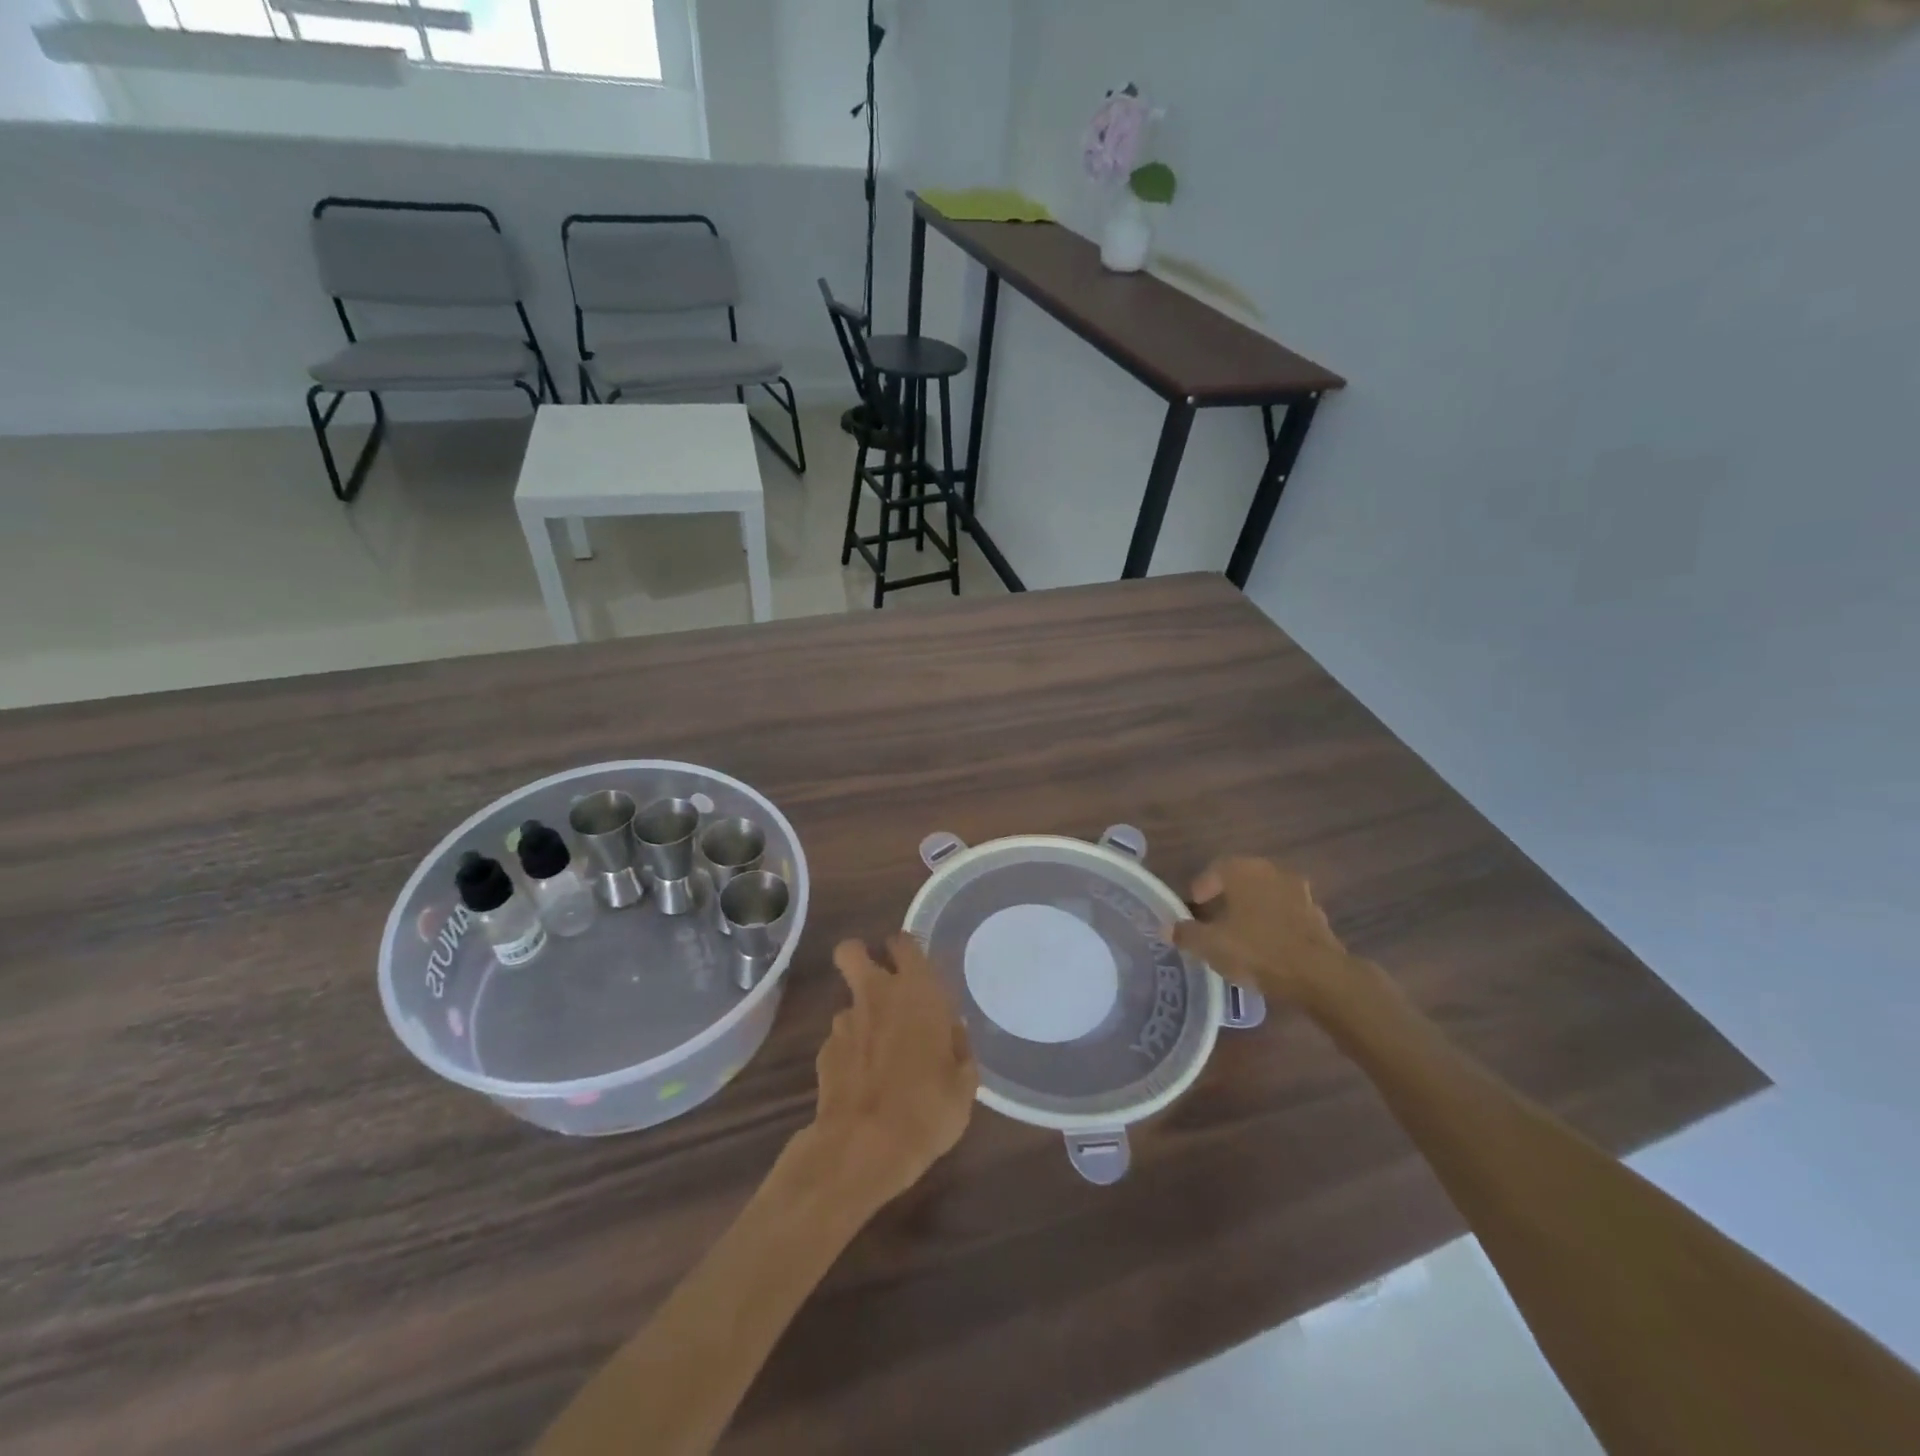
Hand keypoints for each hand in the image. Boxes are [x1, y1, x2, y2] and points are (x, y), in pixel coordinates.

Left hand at [805, 935, 977, 1210]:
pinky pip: (840, 1040)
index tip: (913, 965)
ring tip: (878, 1052)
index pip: (904, 943)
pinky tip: (862, 1082)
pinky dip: (849, 1053)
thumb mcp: (964, 1084)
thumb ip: (959, 1048)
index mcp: (918, 991)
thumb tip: (953, 1032)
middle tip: (880, 982)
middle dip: (860, 956)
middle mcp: (877, 995)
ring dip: (861, 1017)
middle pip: (851, 951)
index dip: (905, 948)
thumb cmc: (928, 1109)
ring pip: (848, 1001)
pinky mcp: (824, 1052)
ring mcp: (845, 1023)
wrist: (864, 1146)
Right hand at [1171, 858, 1354, 1007]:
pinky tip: (1267, 944)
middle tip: (1214, 916)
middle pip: (1242, 879)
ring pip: (1266, 895)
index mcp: (1243, 871)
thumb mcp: (1211, 945)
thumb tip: (1167, 927)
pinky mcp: (1317, 916)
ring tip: (1240, 932)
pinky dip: (1274, 923)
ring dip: (1252, 909)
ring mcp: (1299, 892)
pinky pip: (1286, 914)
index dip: (1201, 887)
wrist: (1319, 975)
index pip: (1215, 870)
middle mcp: (1271, 872)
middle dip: (1227, 895)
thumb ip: (1186, 934)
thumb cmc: (1257, 951)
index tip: (1193, 905)